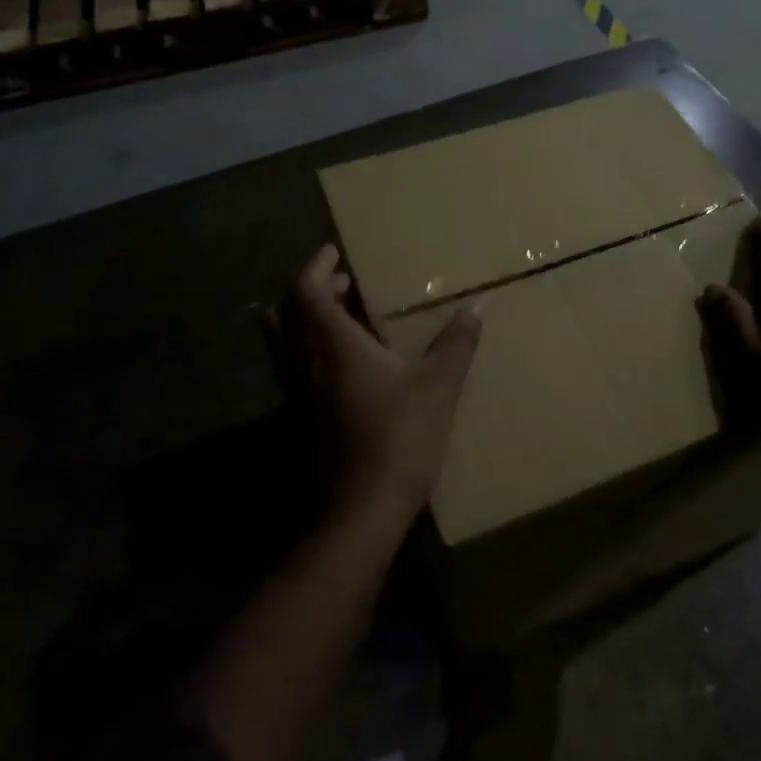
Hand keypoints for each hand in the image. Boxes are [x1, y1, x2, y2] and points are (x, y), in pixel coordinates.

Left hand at [265, 244, 481, 522]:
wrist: (361, 509)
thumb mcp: (439, 386)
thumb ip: (456, 343)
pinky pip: (293, 369)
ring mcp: (296, 394)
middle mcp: (304, 362)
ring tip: (342, 316)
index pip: (308, 290)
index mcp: (332, 344)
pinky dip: (309, 350)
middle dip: (308, 290)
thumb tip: (476, 307)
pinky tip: (344, 365)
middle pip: (284, 312)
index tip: (334, 251)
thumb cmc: (400, 437)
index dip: (317, 265)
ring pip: (284, 343)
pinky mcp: (299, 420)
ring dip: (305, 320)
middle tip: (340, 282)